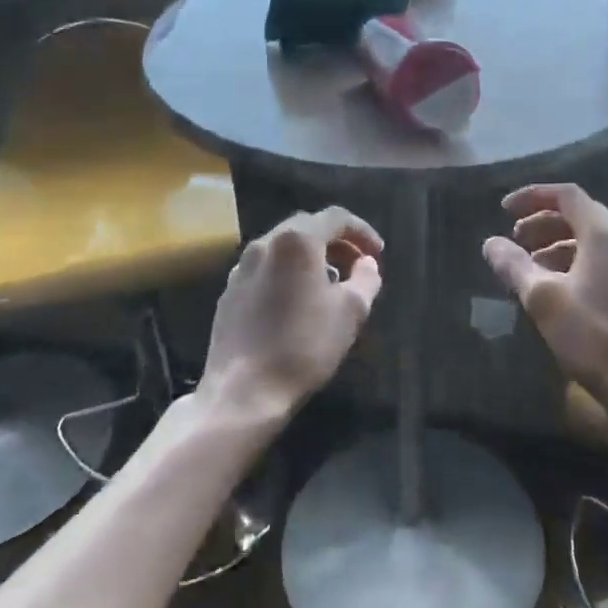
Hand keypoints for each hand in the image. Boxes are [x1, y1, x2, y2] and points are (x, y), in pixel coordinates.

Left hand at [198, 207, 383, 422]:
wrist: (244, 390)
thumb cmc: (305, 345)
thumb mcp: (351, 311)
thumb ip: (366, 278)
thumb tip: (367, 262)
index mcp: (296, 241)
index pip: (335, 218)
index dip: (362, 231)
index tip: (378, 253)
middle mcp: (264, 244)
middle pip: (307, 227)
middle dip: (336, 242)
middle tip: (357, 265)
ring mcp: (241, 267)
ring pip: (283, 248)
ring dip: (311, 257)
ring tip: (331, 284)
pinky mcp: (229, 292)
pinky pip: (266, 269)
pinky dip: (288, 273)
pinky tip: (298, 302)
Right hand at [482, 183, 607, 426]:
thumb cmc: (594, 336)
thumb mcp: (543, 299)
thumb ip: (514, 266)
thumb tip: (491, 243)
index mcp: (605, 235)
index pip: (567, 195)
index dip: (532, 196)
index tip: (503, 209)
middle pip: (581, 217)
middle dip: (543, 223)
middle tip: (514, 240)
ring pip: (593, 243)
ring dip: (558, 246)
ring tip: (530, 268)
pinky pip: (605, 264)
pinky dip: (576, 264)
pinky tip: (559, 292)